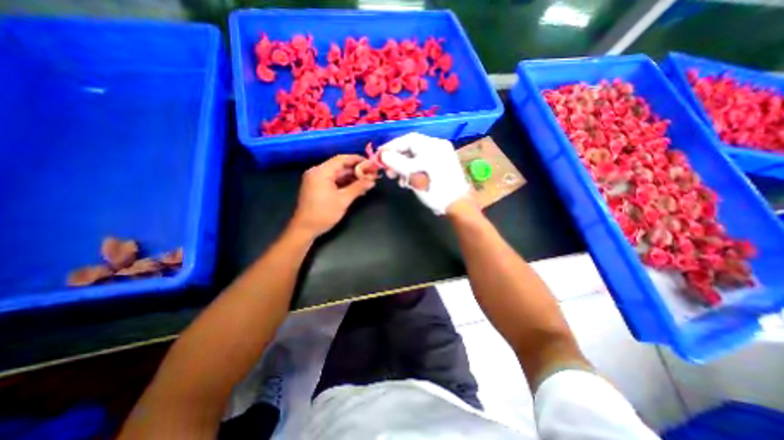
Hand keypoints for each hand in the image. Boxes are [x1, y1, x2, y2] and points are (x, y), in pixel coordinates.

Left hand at [289, 155, 375, 236]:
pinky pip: (333, 181)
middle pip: (340, 166)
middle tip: (372, 174)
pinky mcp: (317, 187)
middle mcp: (317, 172)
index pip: (341, 159)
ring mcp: (317, 180)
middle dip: (356, 170)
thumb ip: (358, 187)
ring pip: (338, 174)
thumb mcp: (343, 200)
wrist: (305, 229)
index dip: (357, 159)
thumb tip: (372, 181)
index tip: (371, 163)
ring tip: (367, 181)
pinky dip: (345, 183)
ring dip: (352, 178)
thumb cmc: (323, 213)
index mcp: (321, 172)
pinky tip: (357, 188)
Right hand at [382, 133, 471, 213]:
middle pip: (411, 149)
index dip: (391, 147)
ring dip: (403, 168)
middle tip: (388, 172)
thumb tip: (383, 155)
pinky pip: (422, 165)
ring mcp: (440, 157)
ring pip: (415, 158)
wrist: (456, 204)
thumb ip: (396, 162)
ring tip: (398, 180)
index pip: (407, 140)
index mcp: (432, 145)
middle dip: (397, 161)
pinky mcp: (440, 167)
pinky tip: (407, 182)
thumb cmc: (434, 188)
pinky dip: (412, 172)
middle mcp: (437, 147)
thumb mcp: (413, 174)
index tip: (379, 156)